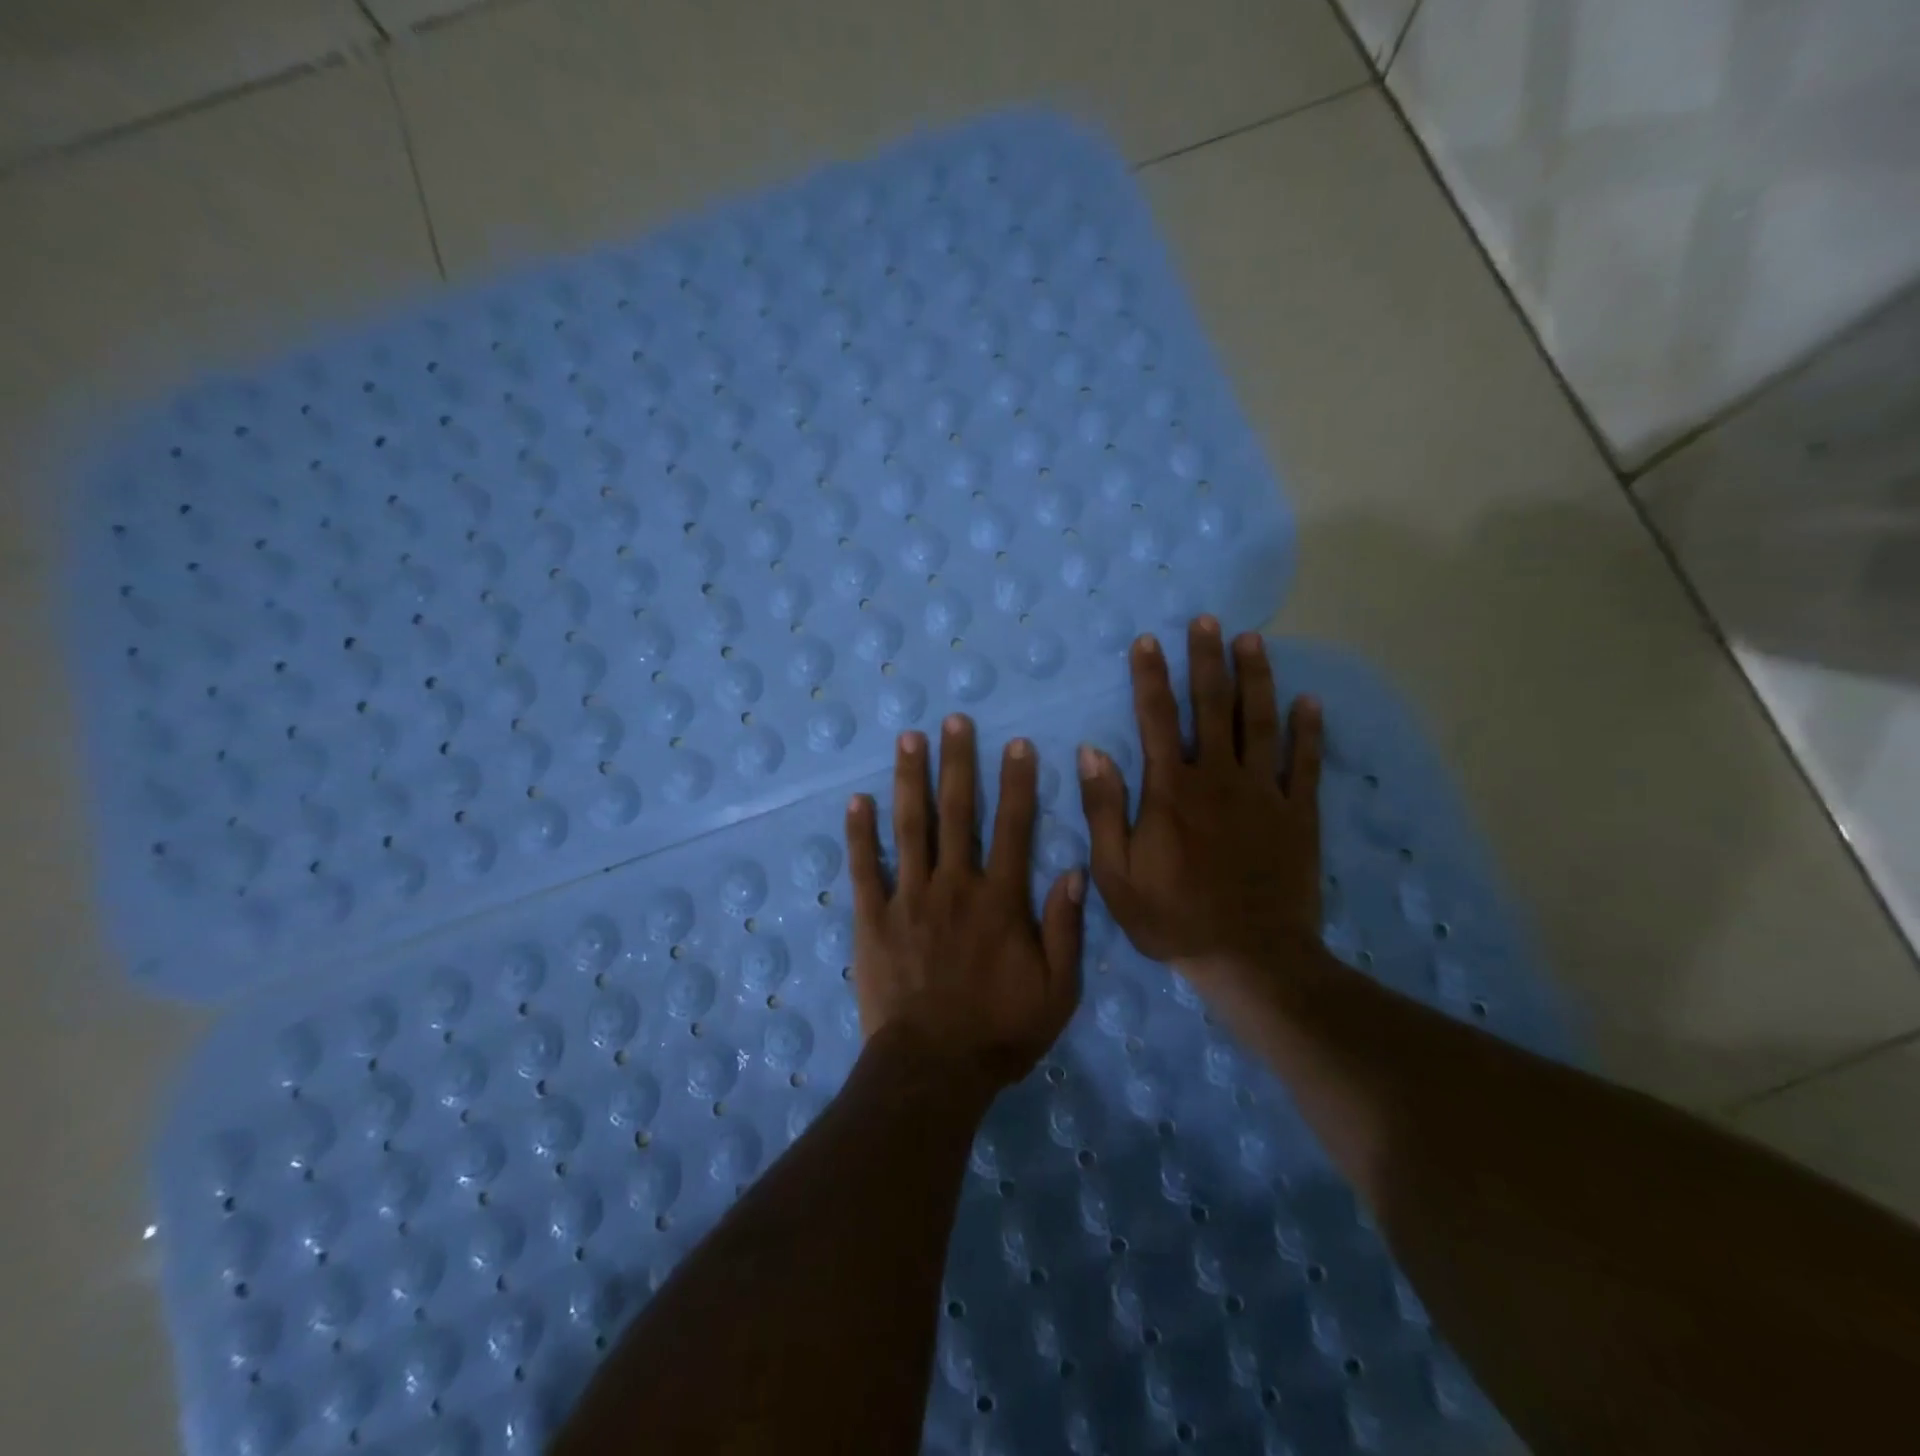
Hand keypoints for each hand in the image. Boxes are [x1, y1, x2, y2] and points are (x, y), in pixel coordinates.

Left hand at [847, 714, 1085, 1087]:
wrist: (932, 1068)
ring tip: (908, 738)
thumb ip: (1066, 929)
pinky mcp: (872, 919)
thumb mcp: (1057, 990)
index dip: (1016, 782)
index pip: (1013, 827)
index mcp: (999, 900)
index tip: (1016, 744)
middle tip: (954, 720)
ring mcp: (908, 898)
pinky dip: (859, 833)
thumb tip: (1074, 871)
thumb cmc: (1000, 1032)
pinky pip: (864, 868)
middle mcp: (954, 886)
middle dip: (957, 762)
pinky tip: (856, 800)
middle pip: (957, 812)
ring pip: (910, 827)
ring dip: (910, 779)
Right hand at [1078, 617, 1324, 985]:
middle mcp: (1218, 778)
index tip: (1148, 642)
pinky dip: (1308, 730)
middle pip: (1212, 707)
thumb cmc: (1173, 918)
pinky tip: (1309, 701)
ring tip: (1253, 640)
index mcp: (1171, 791)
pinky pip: (1305, 763)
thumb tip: (1091, 752)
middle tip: (1208, 620)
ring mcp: (1264, 793)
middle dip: (1207, 660)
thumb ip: (1104, 810)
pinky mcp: (1298, 814)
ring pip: (1260, 722)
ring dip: (1256, 678)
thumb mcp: (1116, 874)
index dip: (1151, 678)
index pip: (1156, 719)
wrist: (1250, 958)